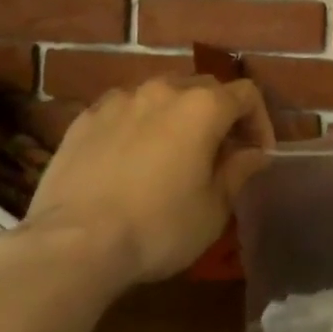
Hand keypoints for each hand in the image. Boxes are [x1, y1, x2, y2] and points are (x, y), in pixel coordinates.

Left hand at [21, 77, 274, 287]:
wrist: (73, 243)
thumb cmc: (157, 227)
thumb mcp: (212, 210)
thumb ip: (238, 172)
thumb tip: (254, 154)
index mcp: (202, 107)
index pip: (246, 95)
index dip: (259, 121)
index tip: (257, 154)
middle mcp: (164, 89)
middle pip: (204, 88)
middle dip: (218, 115)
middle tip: (218, 154)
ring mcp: (121, 99)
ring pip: (161, 95)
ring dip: (176, 116)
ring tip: (171, 153)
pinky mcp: (86, 117)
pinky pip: (124, 111)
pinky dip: (137, 125)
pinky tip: (128, 159)